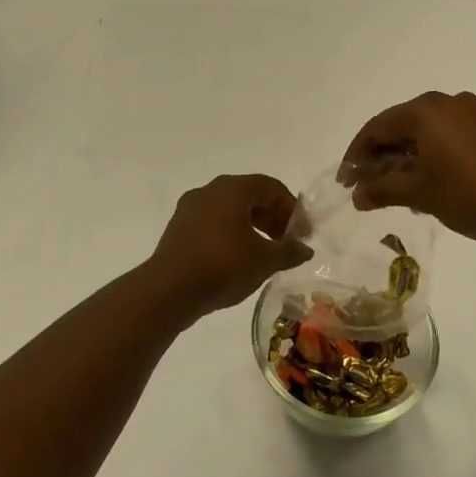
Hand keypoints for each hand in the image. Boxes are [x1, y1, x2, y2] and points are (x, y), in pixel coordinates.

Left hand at [143, 173, 310, 320]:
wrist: (169, 289)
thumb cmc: (223, 266)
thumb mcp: (264, 260)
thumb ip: (289, 251)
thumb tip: (305, 249)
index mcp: (232, 188)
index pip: (270, 187)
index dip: (291, 207)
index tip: (302, 232)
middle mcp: (210, 190)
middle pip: (249, 195)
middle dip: (272, 217)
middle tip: (286, 242)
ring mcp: (190, 208)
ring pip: (229, 209)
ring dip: (252, 226)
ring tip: (265, 253)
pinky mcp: (178, 228)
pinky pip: (212, 222)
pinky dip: (231, 233)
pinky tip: (238, 258)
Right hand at [339, 91, 475, 246]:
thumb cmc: (467, 193)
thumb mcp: (418, 193)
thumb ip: (382, 189)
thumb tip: (356, 195)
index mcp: (426, 109)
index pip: (378, 126)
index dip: (357, 154)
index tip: (345, 181)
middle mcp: (448, 102)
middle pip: (401, 126)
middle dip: (381, 156)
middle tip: (366, 185)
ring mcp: (473, 114)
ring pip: (426, 132)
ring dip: (405, 158)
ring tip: (394, 189)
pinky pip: (448, 137)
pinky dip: (430, 155)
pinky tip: (426, 182)